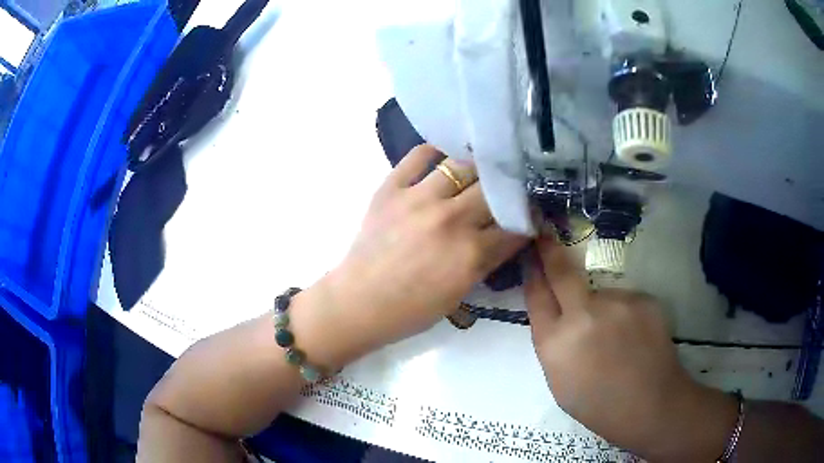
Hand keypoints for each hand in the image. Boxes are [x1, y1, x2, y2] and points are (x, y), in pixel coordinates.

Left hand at [314, 145, 526, 360]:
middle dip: (507, 190)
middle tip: (508, 189)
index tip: (530, 212)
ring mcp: (418, 198)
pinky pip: (419, 155)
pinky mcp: (391, 187)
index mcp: (471, 253)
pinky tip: (444, 157)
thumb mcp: (460, 293)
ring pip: (463, 166)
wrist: (358, 302)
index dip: (528, 217)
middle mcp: (450, 219)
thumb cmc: (411, 309)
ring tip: (479, 172)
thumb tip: (509, 234)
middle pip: (494, 190)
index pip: (515, 225)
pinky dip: (435, 152)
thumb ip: (488, 261)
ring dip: (476, 170)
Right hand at [525, 236, 737, 460]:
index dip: (533, 273)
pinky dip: (624, 314)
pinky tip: (634, 337)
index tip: (531, 256)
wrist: (651, 405)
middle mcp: (583, 315)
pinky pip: (625, 300)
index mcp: (555, 343)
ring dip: (601, 307)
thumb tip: (556, 314)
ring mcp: (617, 303)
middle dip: (550, 252)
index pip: (537, 295)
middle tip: (546, 237)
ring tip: (616, 337)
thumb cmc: (598, 405)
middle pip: (562, 272)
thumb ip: (554, 343)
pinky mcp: (643, 298)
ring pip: (600, 293)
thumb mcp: (559, 381)